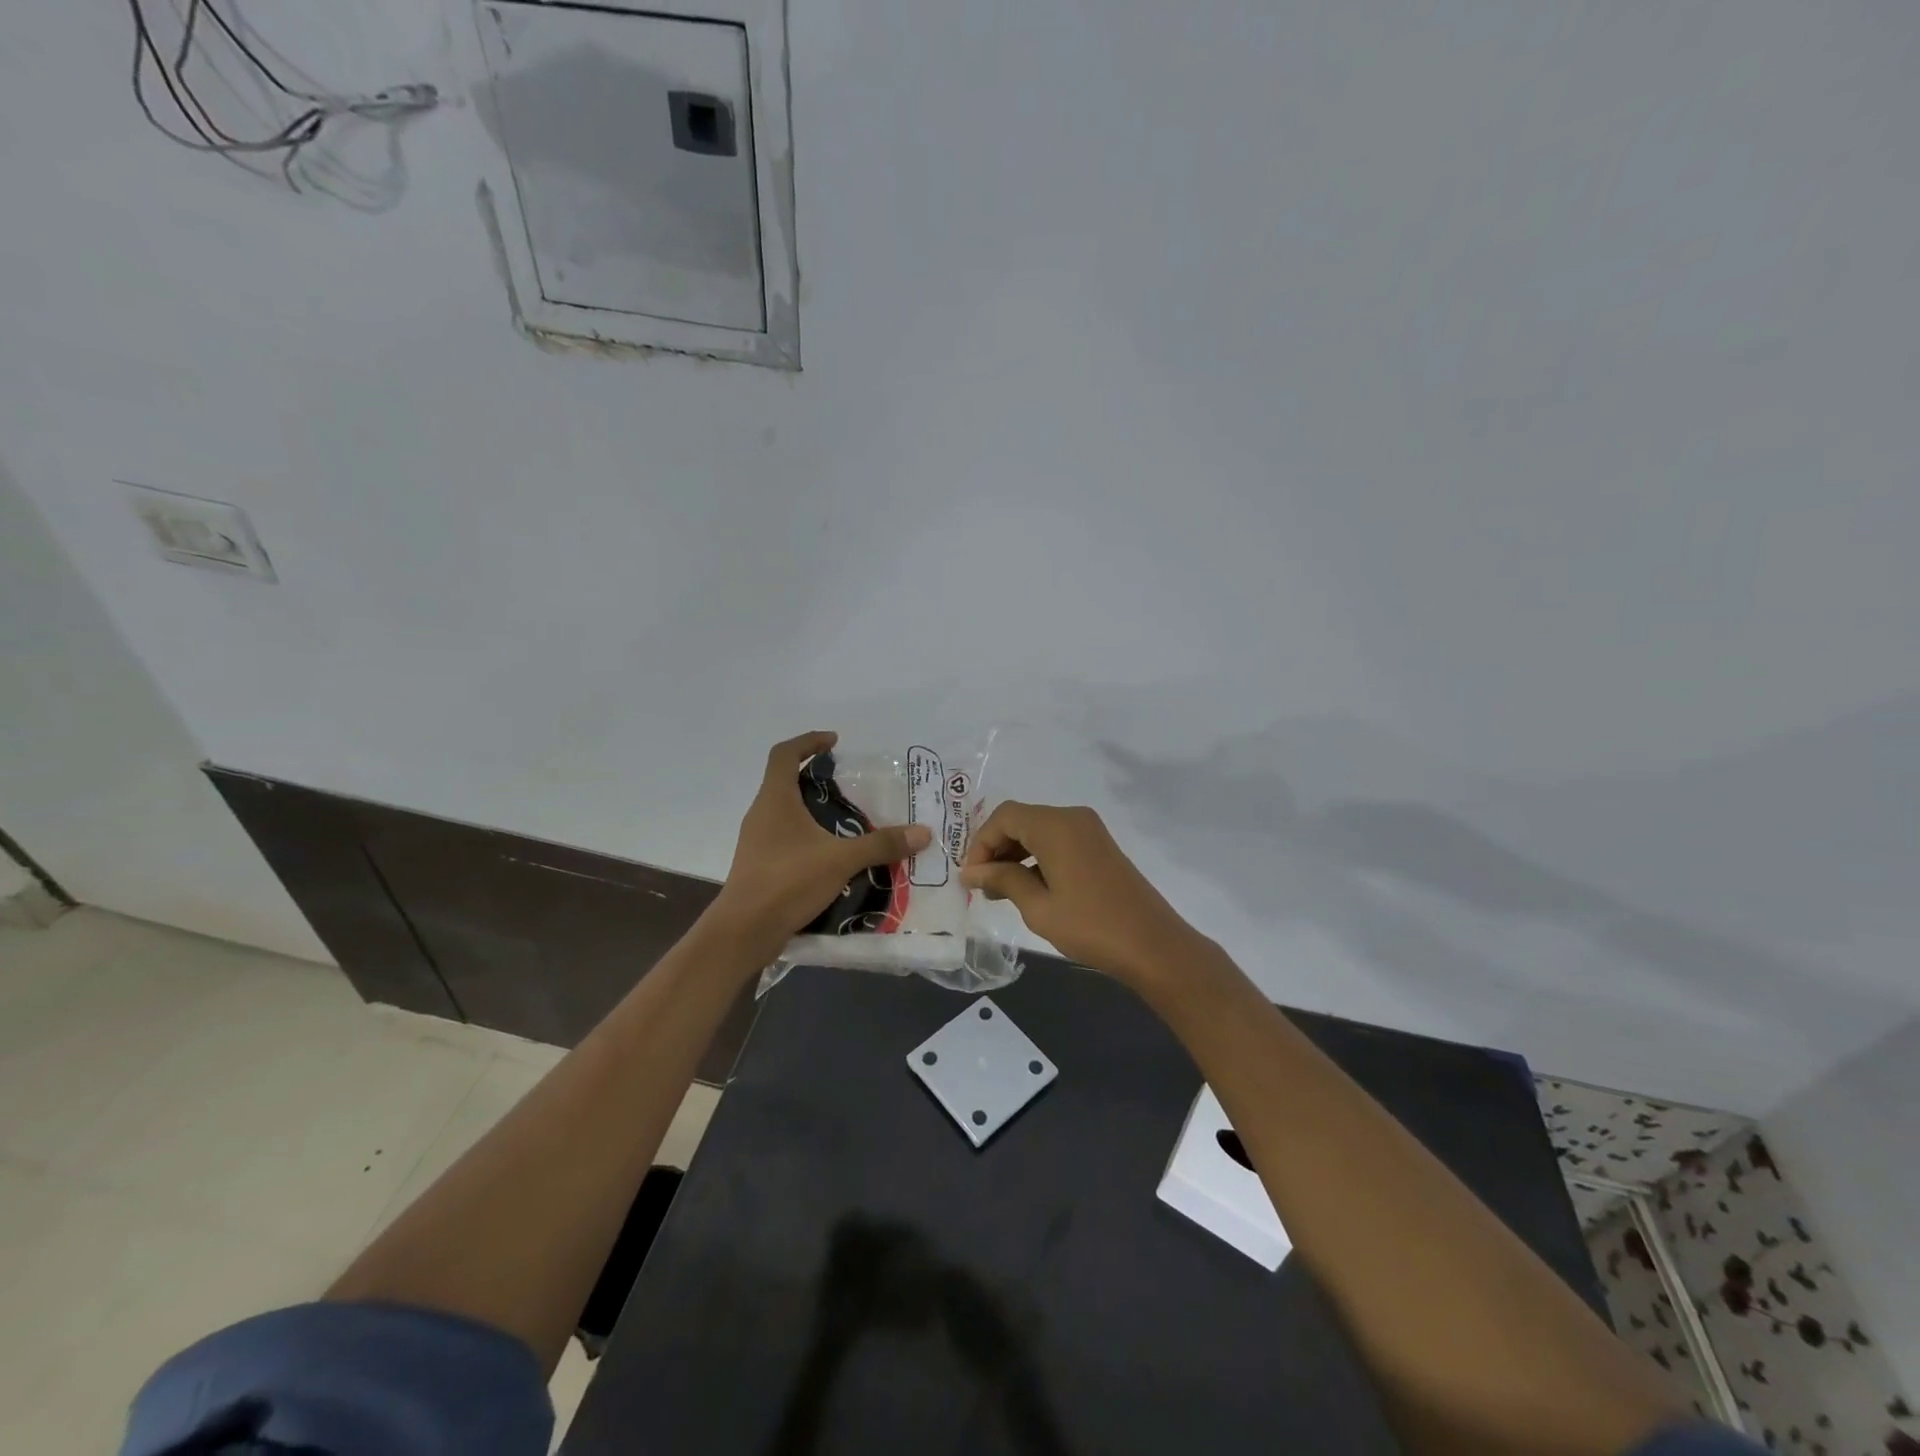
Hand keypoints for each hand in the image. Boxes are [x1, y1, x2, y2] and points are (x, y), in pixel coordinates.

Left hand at [712, 732, 930, 957]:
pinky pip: (786, 839)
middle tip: (850, 786)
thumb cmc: (787, 881)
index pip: (784, 754)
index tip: (834, 742)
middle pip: (785, 782)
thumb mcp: (840, 859)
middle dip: (816, 778)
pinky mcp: (760, 865)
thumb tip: (922, 832)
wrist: (744, 931)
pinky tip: (833, 855)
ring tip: (848, 821)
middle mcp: (762, 814)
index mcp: (775, 799)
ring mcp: (757, 841)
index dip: (808, 741)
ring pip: (786, 813)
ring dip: (813, 810)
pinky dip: (809, 837)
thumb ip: (880, 844)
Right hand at [960, 802, 1202, 987]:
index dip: (981, 843)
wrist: (1153, 945)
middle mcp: (1072, 818)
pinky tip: (1028, 888)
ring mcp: (1090, 831)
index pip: (1004, 817)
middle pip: (1021, 819)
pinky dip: (1037, 857)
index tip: (971, 878)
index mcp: (1056, 826)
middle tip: (982, 885)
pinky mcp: (1099, 846)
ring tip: (1001, 891)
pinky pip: (1058, 840)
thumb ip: (1003, 881)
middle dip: (996, 848)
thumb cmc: (1091, 926)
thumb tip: (972, 872)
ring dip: (1015, 853)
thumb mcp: (1038, 907)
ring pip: (1039, 830)